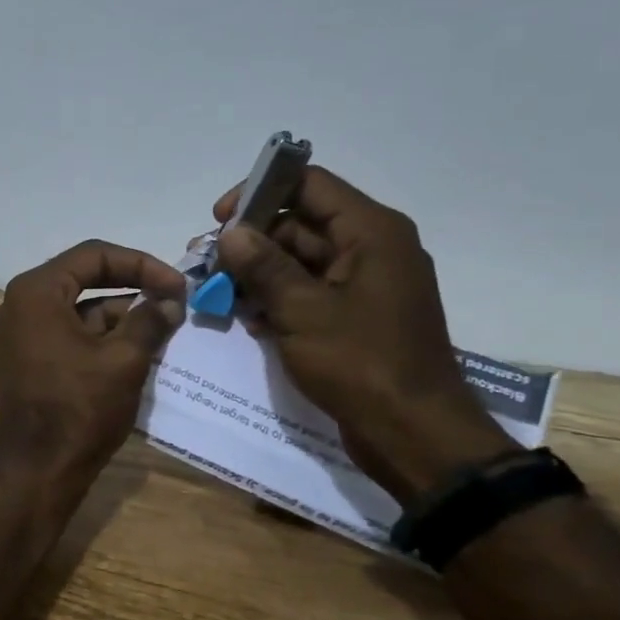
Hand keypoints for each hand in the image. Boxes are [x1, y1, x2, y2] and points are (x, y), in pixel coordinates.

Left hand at [0, 240, 187, 489]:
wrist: (38, 470)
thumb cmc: (80, 408)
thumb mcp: (124, 360)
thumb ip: (149, 320)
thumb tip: (169, 302)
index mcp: (36, 292)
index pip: (93, 255)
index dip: (141, 264)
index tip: (177, 285)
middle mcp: (18, 304)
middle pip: (82, 277)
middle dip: (130, 286)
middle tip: (171, 299)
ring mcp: (17, 332)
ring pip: (76, 307)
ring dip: (118, 313)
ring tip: (162, 325)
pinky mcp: (24, 357)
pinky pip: (65, 330)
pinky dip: (98, 334)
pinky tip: (135, 346)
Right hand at [213, 168, 512, 502]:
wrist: (413, 434)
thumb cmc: (361, 363)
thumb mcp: (302, 311)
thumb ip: (263, 266)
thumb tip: (231, 233)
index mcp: (371, 233)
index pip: (309, 185)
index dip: (260, 191)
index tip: (220, 220)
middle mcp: (371, 249)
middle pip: (300, 223)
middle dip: (251, 241)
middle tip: (206, 263)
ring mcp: (363, 285)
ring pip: (299, 260)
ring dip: (257, 273)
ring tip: (216, 291)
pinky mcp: (354, 316)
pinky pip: (308, 291)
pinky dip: (276, 298)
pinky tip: (246, 317)